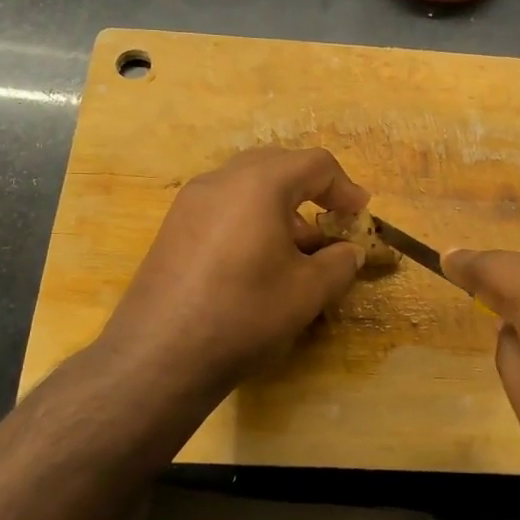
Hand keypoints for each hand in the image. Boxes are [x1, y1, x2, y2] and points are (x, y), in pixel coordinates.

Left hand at [96, 148, 368, 406]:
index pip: (315, 164)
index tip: (360, 216)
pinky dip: (251, 219)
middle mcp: (221, 180)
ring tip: (298, 251)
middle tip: (331, 224)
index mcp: (259, 184)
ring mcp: (191, 202)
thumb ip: (340, 263)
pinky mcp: (173, 227)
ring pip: (247, 186)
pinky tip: (258, 261)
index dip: (346, 188)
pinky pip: (224, 206)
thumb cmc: (244, 314)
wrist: (159, 356)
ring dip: (281, 207)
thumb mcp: (308, 291)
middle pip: (278, 165)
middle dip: (311, 191)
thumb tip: (350, 251)